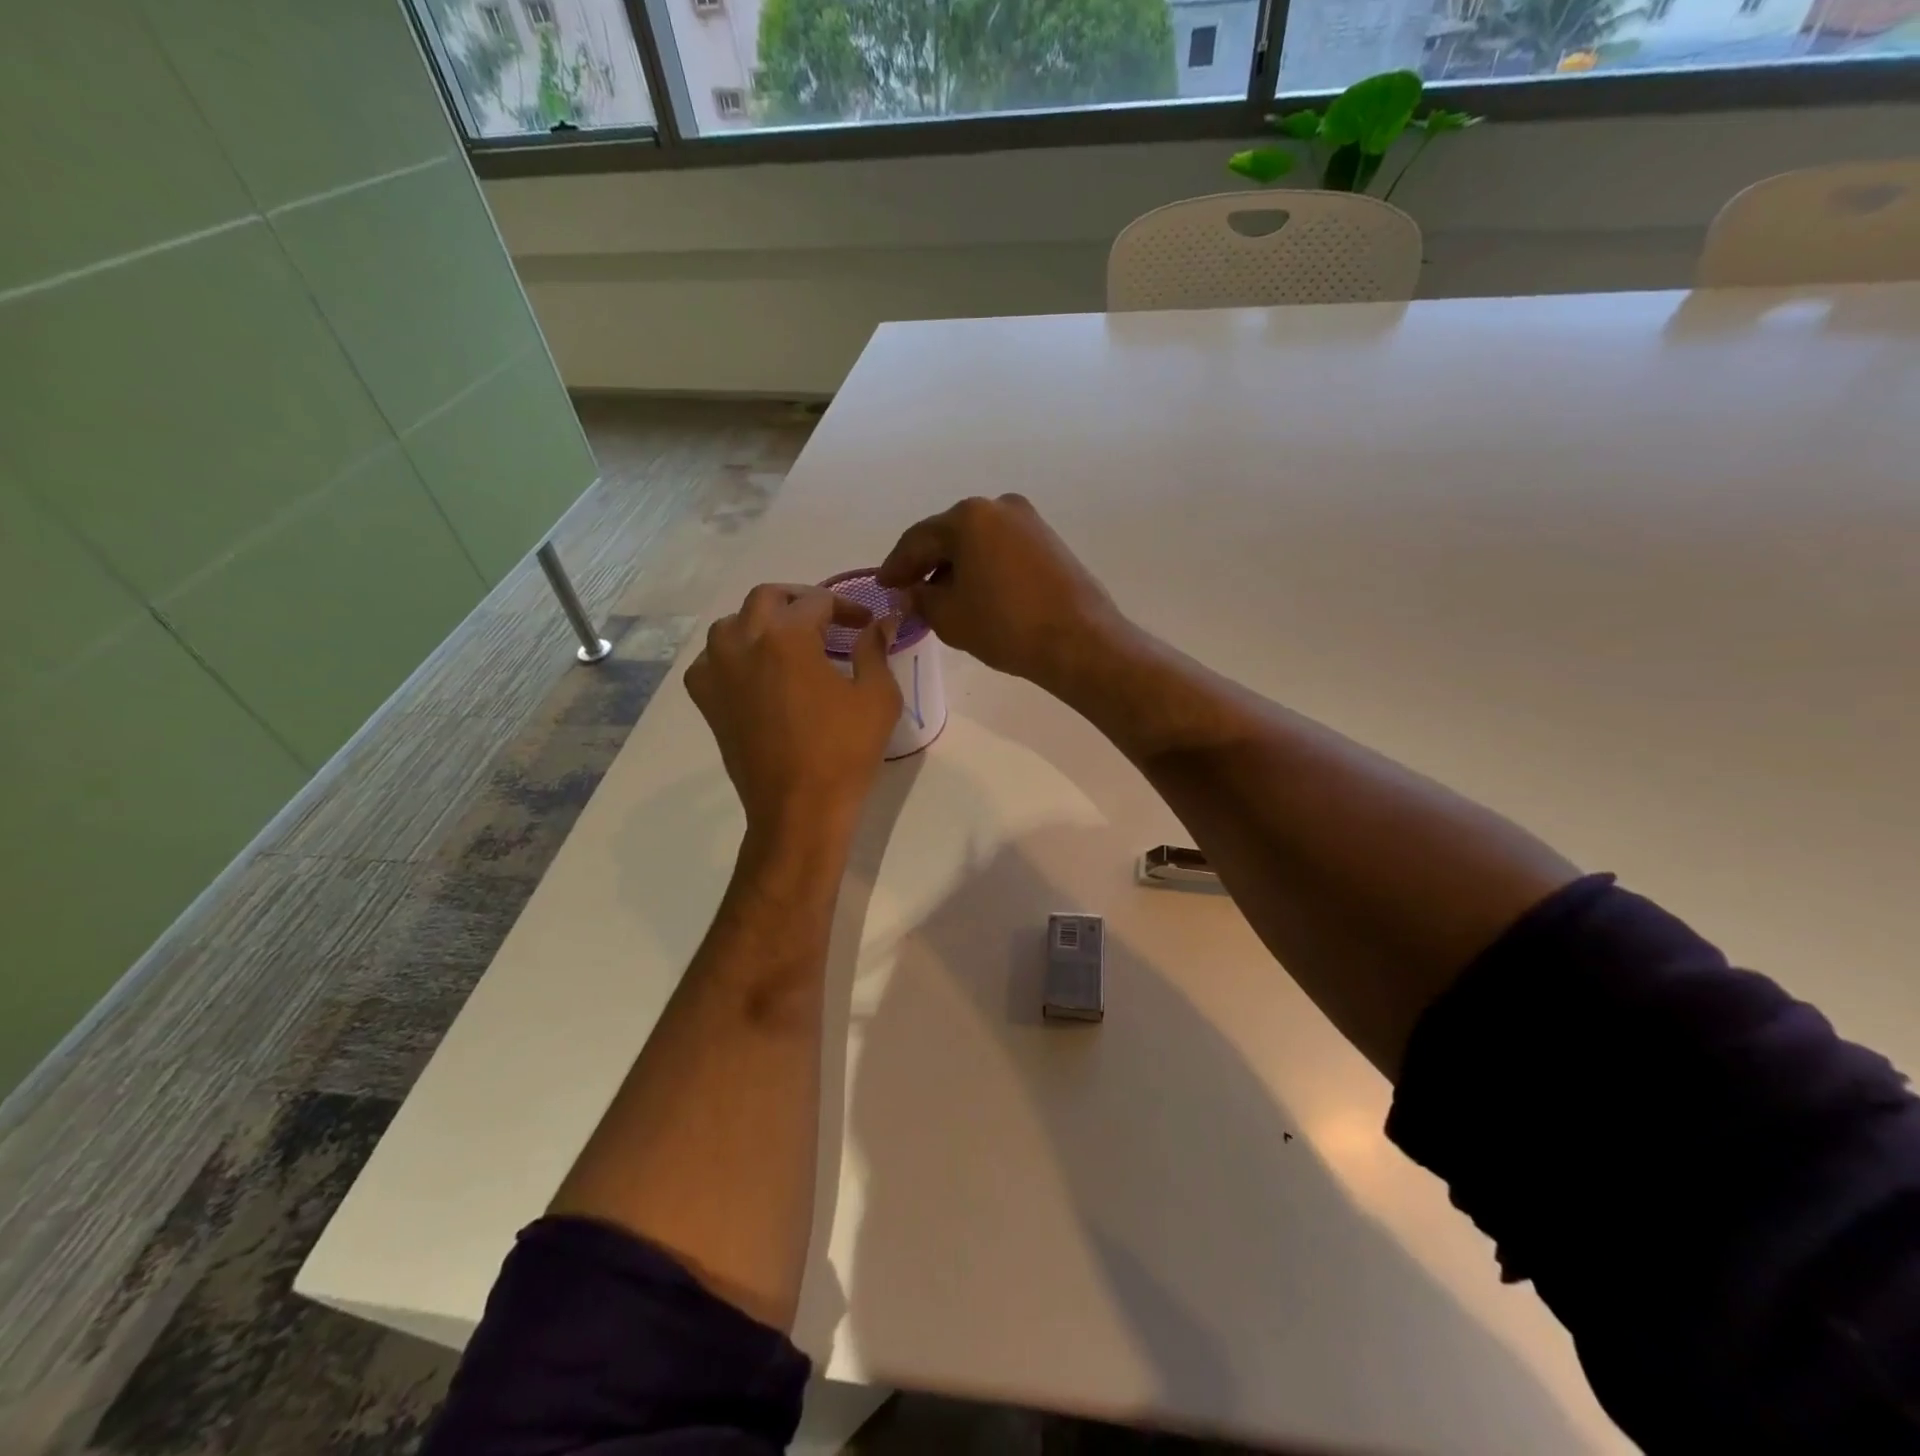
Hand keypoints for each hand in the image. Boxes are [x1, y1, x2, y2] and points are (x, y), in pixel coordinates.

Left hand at [685, 585, 900, 837]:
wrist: (799, 809)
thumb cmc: (844, 752)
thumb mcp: (877, 697)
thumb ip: (875, 649)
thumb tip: (882, 622)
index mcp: (787, 636)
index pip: (817, 601)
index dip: (847, 606)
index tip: (866, 622)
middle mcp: (743, 642)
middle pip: (767, 598)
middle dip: (800, 601)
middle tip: (827, 620)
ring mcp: (718, 671)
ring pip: (731, 624)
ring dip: (760, 622)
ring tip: (788, 641)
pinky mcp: (707, 701)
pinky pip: (711, 660)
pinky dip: (732, 655)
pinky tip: (754, 671)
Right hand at [876, 494, 1124, 693]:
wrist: (1078, 641)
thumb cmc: (1006, 626)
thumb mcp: (949, 617)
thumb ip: (921, 599)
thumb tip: (911, 593)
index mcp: (968, 517)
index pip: (918, 540)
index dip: (896, 566)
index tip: (883, 585)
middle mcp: (999, 506)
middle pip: (949, 535)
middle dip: (926, 563)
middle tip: (908, 589)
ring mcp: (1029, 521)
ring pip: (977, 542)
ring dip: (955, 565)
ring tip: (940, 596)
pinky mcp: (1049, 541)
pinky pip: (1001, 549)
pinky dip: (982, 567)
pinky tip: (975, 591)